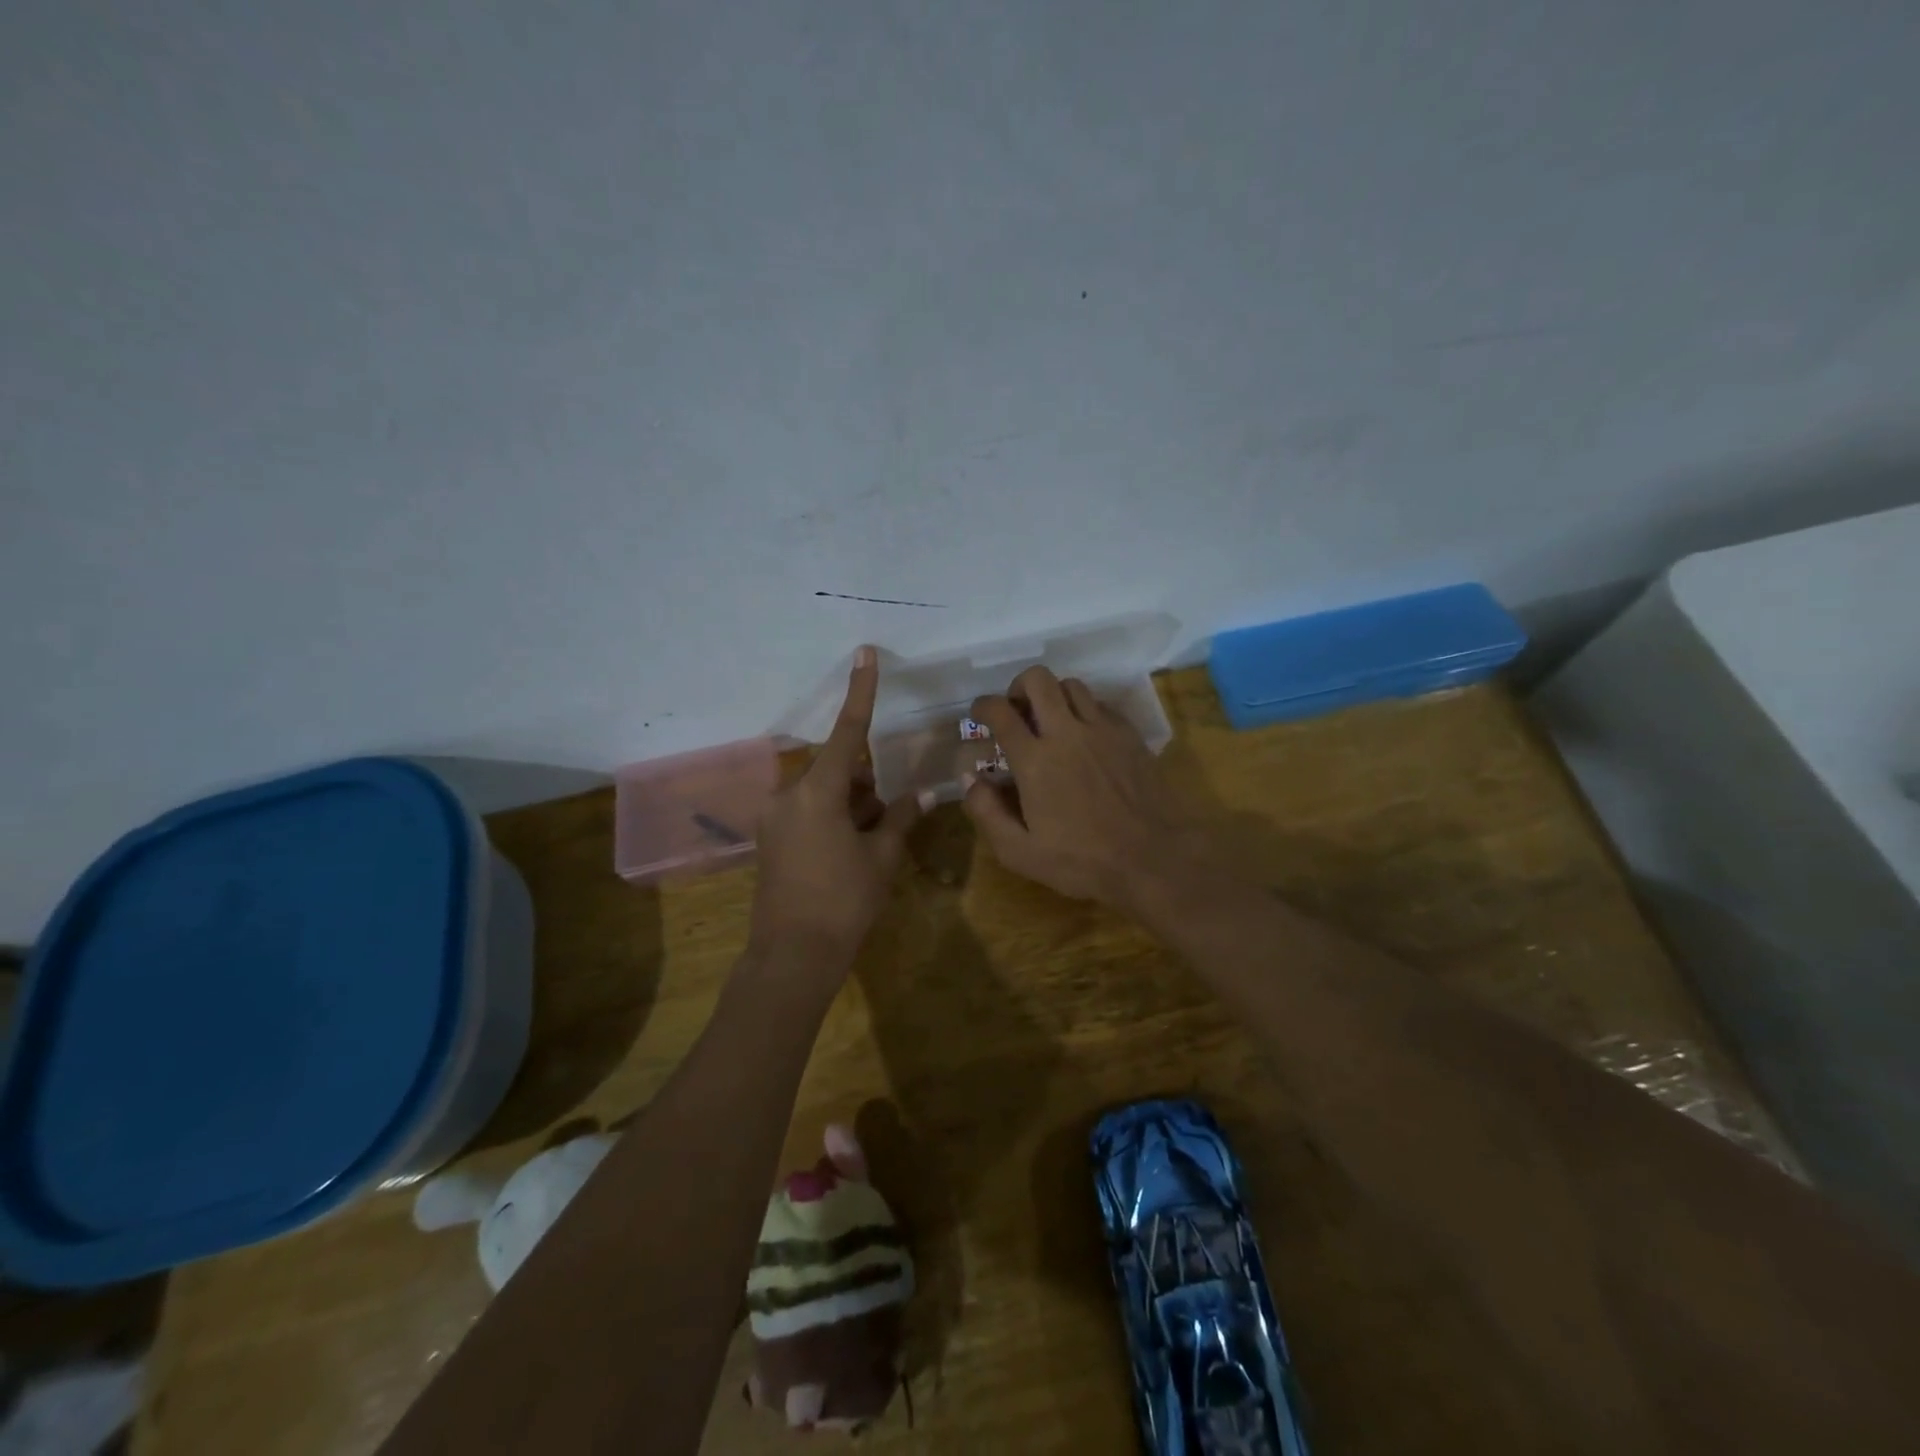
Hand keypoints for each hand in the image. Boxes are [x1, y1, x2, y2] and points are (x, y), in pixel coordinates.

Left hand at [750, 646, 928, 967]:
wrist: (793, 955)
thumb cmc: (844, 901)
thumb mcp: (881, 856)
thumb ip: (900, 818)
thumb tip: (920, 794)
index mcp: (818, 791)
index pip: (847, 731)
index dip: (860, 691)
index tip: (863, 653)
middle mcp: (789, 795)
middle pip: (838, 770)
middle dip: (865, 785)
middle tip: (886, 820)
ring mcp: (774, 818)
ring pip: (824, 793)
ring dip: (851, 805)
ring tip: (869, 845)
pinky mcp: (770, 839)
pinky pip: (807, 812)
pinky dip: (832, 820)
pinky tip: (847, 854)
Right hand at [963, 667, 1203, 909]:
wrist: (1152, 859)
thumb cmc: (1081, 861)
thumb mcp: (1019, 851)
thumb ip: (986, 812)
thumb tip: (971, 778)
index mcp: (1035, 760)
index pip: (1000, 711)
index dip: (983, 706)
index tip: (980, 715)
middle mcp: (1067, 732)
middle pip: (1038, 679)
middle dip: (1018, 687)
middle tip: (1016, 711)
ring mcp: (1102, 729)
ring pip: (1071, 685)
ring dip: (1053, 696)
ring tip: (1051, 721)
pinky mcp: (1129, 735)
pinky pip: (1101, 704)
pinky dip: (1085, 710)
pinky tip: (1085, 736)